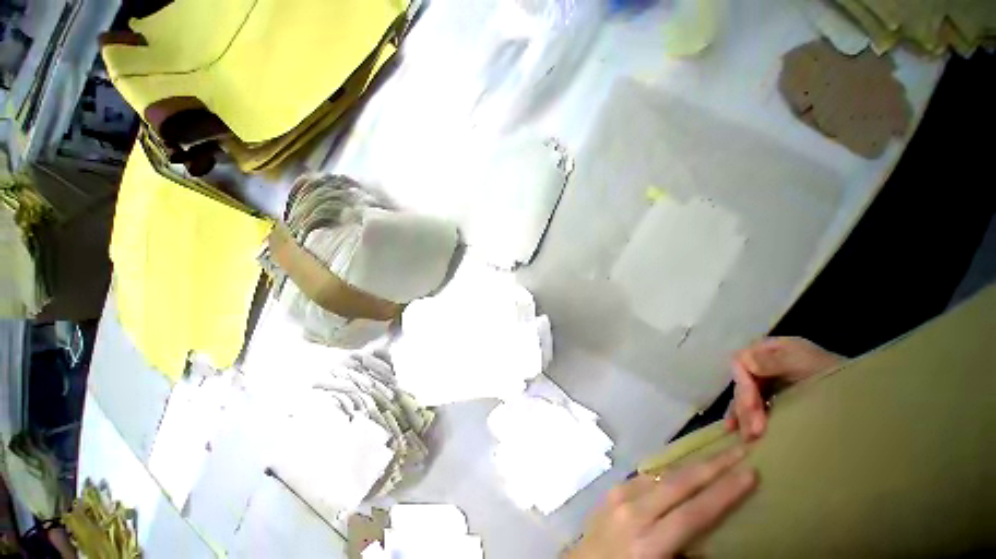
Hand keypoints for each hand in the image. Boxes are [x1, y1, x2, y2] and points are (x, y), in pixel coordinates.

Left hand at [565, 447, 756, 558]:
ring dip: (691, 466)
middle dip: (712, 465)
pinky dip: (668, 473)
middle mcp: (633, 510)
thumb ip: (686, 554)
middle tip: (739, 449)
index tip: (749, 472)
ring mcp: (619, 495)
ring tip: (716, 457)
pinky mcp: (612, 489)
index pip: (694, 513)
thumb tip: (709, 538)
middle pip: (679, 482)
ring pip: (662, 474)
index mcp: (648, 541)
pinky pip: (646, 477)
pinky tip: (682, 471)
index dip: (724, 492)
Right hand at [726, 337, 841, 439]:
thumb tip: (745, 361)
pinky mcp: (773, 399)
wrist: (868, 397)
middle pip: (743, 384)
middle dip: (746, 408)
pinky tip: (735, 430)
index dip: (743, 385)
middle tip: (756, 433)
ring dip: (744, 417)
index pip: (741, 363)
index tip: (753, 408)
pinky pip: (751, 406)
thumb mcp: (808, 364)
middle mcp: (765, 364)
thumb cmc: (838, 376)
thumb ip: (777, 361)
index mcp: (771, 350)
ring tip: (749, 439)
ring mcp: (769, 382)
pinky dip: (742, 417)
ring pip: (744, 397)